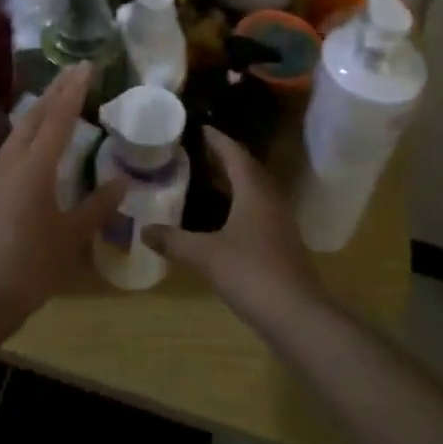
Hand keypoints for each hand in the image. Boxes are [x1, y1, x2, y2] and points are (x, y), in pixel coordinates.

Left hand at [0, 65, 124, 337]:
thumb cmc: (29, 268)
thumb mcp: (70, 238)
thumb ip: (96, 207)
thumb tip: (121, 182)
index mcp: (34, 169)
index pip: (57, 119)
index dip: (73, 91)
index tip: (85, 66)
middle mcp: (9, 164)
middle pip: (33, 118)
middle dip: (54, 92)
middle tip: (72, 72)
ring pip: (17, 135)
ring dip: (37, 114)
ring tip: (54, 103)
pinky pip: (7, 155)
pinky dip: (25, 140)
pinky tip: (32, 152)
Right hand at [144, 128, 328, 322]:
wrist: (297, 315)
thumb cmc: (251, 273)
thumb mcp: (206, 256)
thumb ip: (174, 240)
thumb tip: (144, 230)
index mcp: (253, 190)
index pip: (234, 153)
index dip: (217, 139)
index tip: (199, 128)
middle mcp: (270, 198)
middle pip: (247, 168)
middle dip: (224, 157)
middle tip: (198, 151)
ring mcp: (280, 221)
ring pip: (255, 189)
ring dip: (234, 180)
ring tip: (207, 179)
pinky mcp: (282, 242)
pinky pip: (259, 209)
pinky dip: (240, 203)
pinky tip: (224, 217)